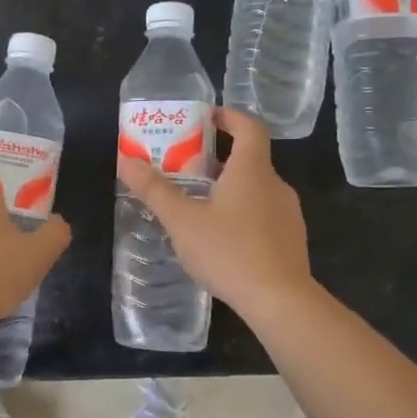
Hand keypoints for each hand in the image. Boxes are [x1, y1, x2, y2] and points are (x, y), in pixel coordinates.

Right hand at [117, 107, 312, 316]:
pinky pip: (264, 214)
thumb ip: (154, 190)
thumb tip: (126, 160)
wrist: (280, 301)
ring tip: (198, 204)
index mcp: (251, 170)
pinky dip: (242, 213)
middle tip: (185, 167)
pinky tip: (221, 238)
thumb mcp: (182, 221)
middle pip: (249, 158)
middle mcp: (275, 184)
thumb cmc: (229, 252)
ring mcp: (287, 213)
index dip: (229, 116)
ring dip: (229, 188)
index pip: (249, 126)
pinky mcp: (291, 240)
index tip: (205, 118)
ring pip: (256, 188)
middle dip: (217, 158)